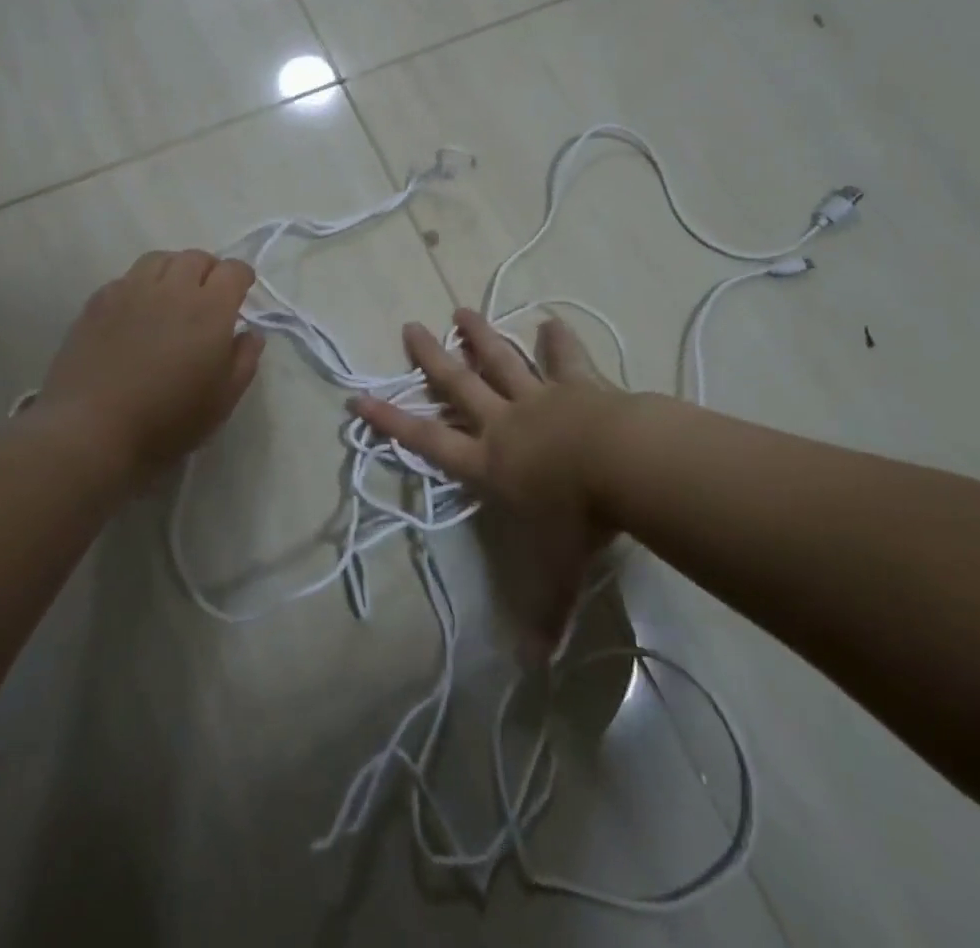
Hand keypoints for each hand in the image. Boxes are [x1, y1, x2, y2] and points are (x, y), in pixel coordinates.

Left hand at [36, 250, 264, 476]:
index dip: (242, 277)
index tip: (241, 293)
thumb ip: (244, 360)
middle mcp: (172, 289)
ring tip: (173, 295)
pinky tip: (137, 312)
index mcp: (209, 310)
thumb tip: (250, 334)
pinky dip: (141, 285)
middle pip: (196, 257)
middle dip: (209, 270)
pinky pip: (127, 278)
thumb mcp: (222, 400)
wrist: (90, 430)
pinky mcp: (98, 302)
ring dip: (174, 270)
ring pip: (159, 259)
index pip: (233, 270)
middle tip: (208, 296)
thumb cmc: (167, 420)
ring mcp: (130, 291)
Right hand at [350, 309, 623, 648]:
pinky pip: (565, 359)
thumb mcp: (556, 572)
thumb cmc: (577, 518)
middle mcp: (506, 422)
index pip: (428, 441)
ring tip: (462, 310)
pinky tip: (551, 321)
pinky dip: (557, 340)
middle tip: (410, 326)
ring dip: (481, 337)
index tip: (358, 397)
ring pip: (502, 361)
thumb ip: (543, 613)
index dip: (391, 421)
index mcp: (489, 462)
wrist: (620, 465)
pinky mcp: (578, 385)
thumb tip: (535, 667)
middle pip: (459, 385)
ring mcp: (541, 398)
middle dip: (432, 358)